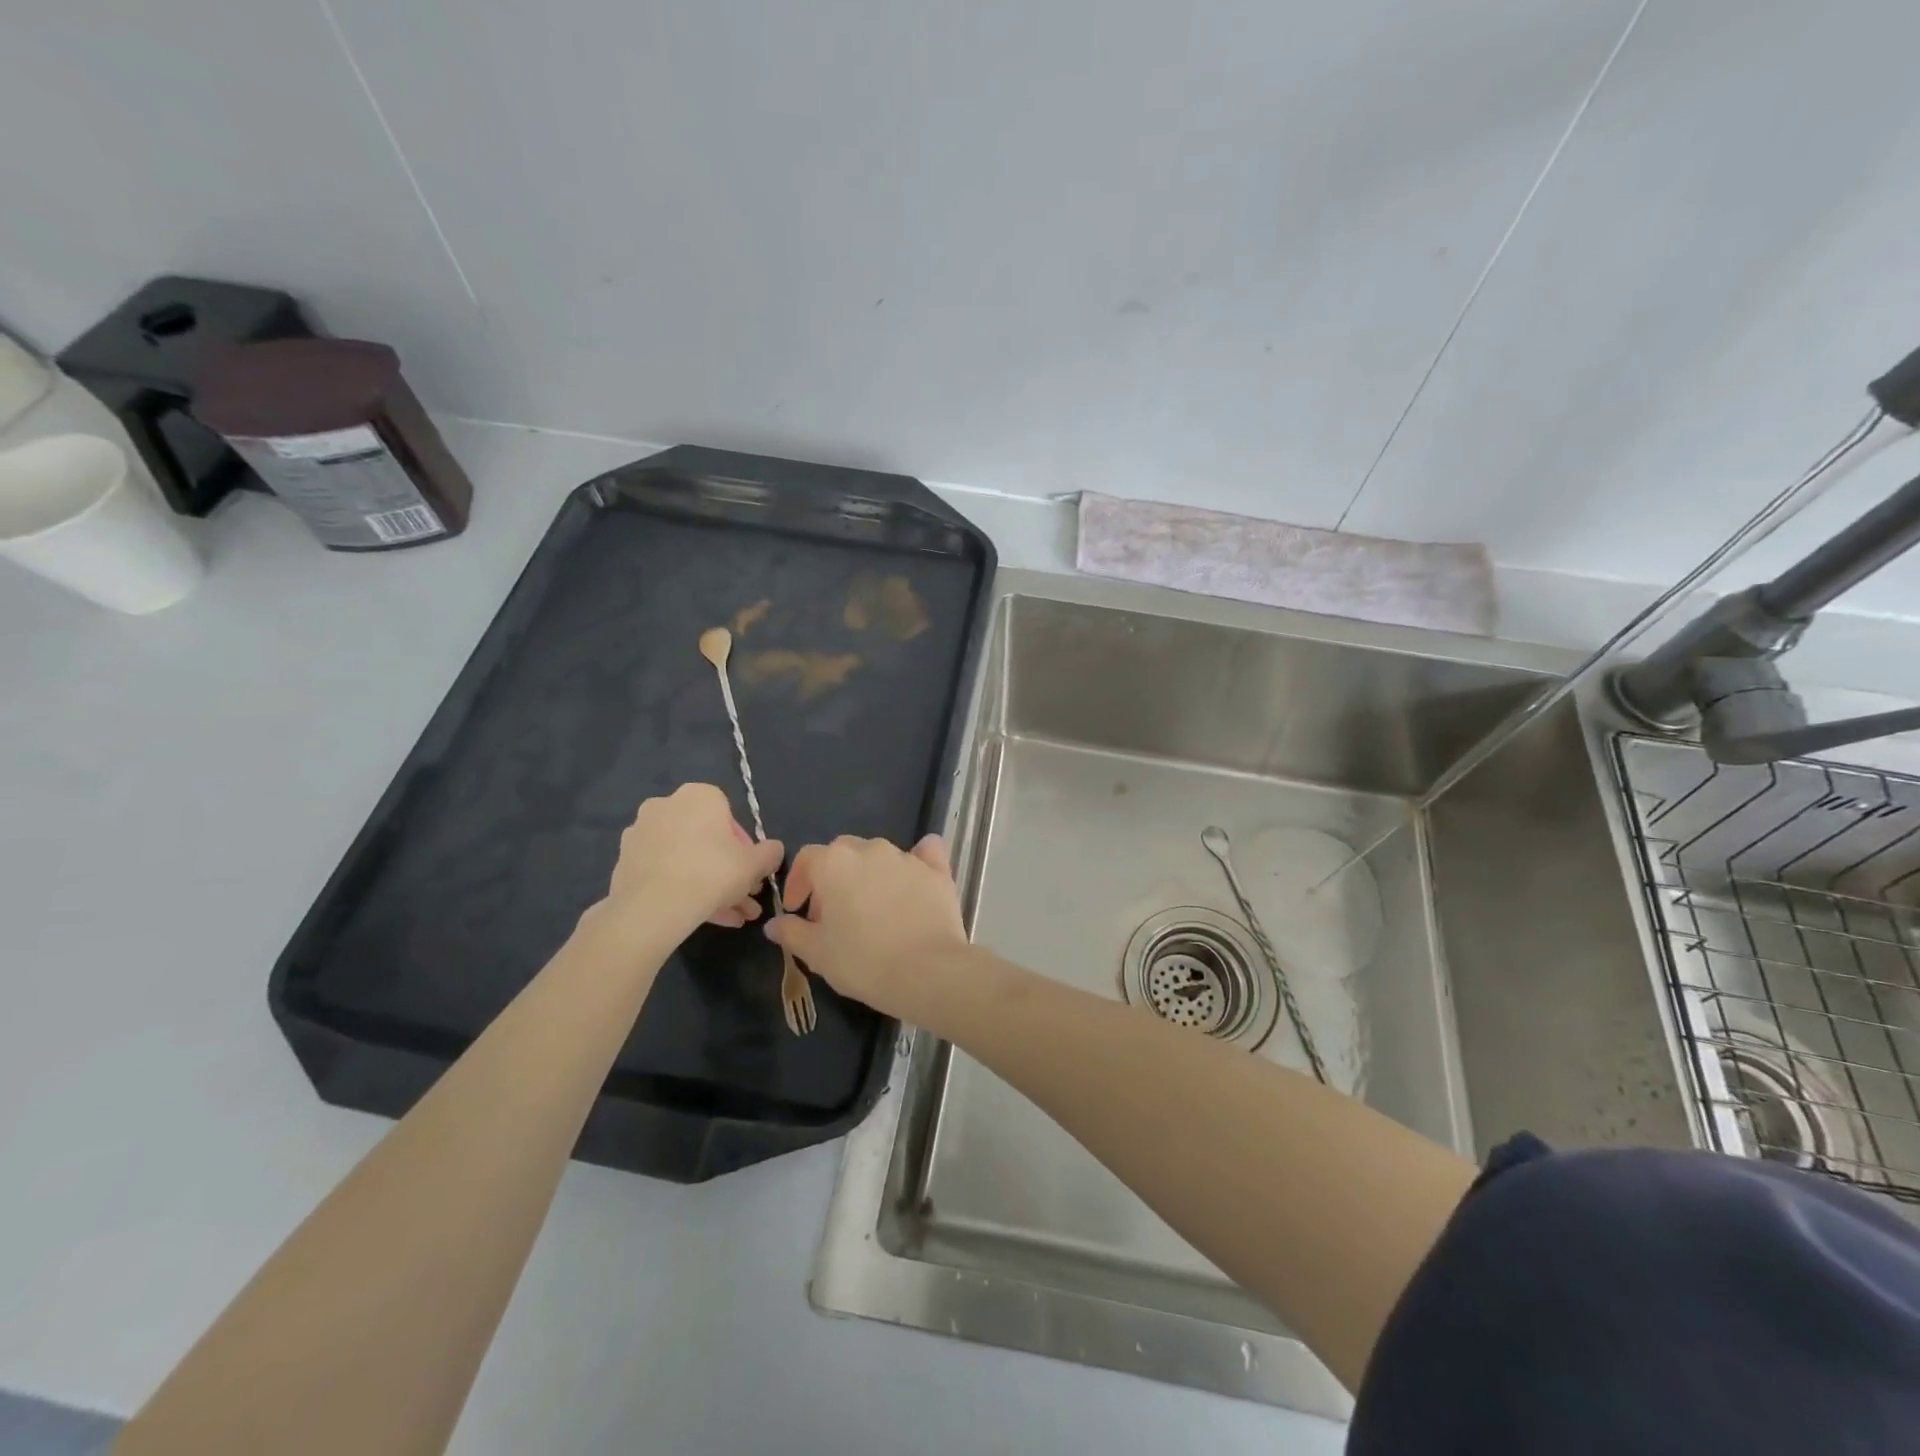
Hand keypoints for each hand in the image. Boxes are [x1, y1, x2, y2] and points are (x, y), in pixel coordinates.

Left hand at [598, 784, 783, 938]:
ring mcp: (640, 834)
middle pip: (705, 839)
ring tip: (730, 917)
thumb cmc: (712, 872)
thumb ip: (769, 853)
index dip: (743, 846)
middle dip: (727, 869)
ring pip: (685, 859)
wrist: (654, 907)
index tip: (749, 870)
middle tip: (743, 896)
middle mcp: (665, 806)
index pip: (728, 815)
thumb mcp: (755, 864)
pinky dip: (682, 890)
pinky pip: (663, 872)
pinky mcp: (625, 862)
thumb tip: (773, 851)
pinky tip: (701, 917)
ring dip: (708, 885)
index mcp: (698, 796)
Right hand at [766, 834, 967, 1020]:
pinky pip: (926, 854)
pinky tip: (915, 877)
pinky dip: (919, 859)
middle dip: (833, 876)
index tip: (798, 910)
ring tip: (870, 908)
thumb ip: (792, 932)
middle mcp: (870, 850)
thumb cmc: (862, 961)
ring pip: (880, 855)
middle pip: (844, 852)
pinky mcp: (937, 870)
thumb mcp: (816, 953)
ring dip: (869, 873)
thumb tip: (774, 924)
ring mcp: (906, 857)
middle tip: (833, 913)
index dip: (798, 882)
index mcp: (834, 863)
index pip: (807, 858)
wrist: (927, 971)